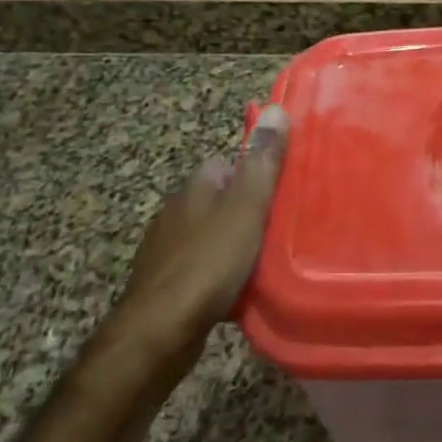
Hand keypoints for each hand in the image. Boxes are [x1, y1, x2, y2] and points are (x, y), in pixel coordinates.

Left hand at [109, 105, 288, 354]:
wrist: (158, 333)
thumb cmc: (208, 263)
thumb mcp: (246, 208)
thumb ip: (262, 162)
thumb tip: (274, 109)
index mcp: (194, 188)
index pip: (226, 163)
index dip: (255, 171)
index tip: (283, 186)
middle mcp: (175, 212)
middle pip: (219, 199)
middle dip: (247, 209)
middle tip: (283, 224)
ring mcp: (166, 250)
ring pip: (211, 235)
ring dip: (235, 243)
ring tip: (268, 257)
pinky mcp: (166, 285)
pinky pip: (202, 268)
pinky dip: (221, 273)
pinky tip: (240, 289)